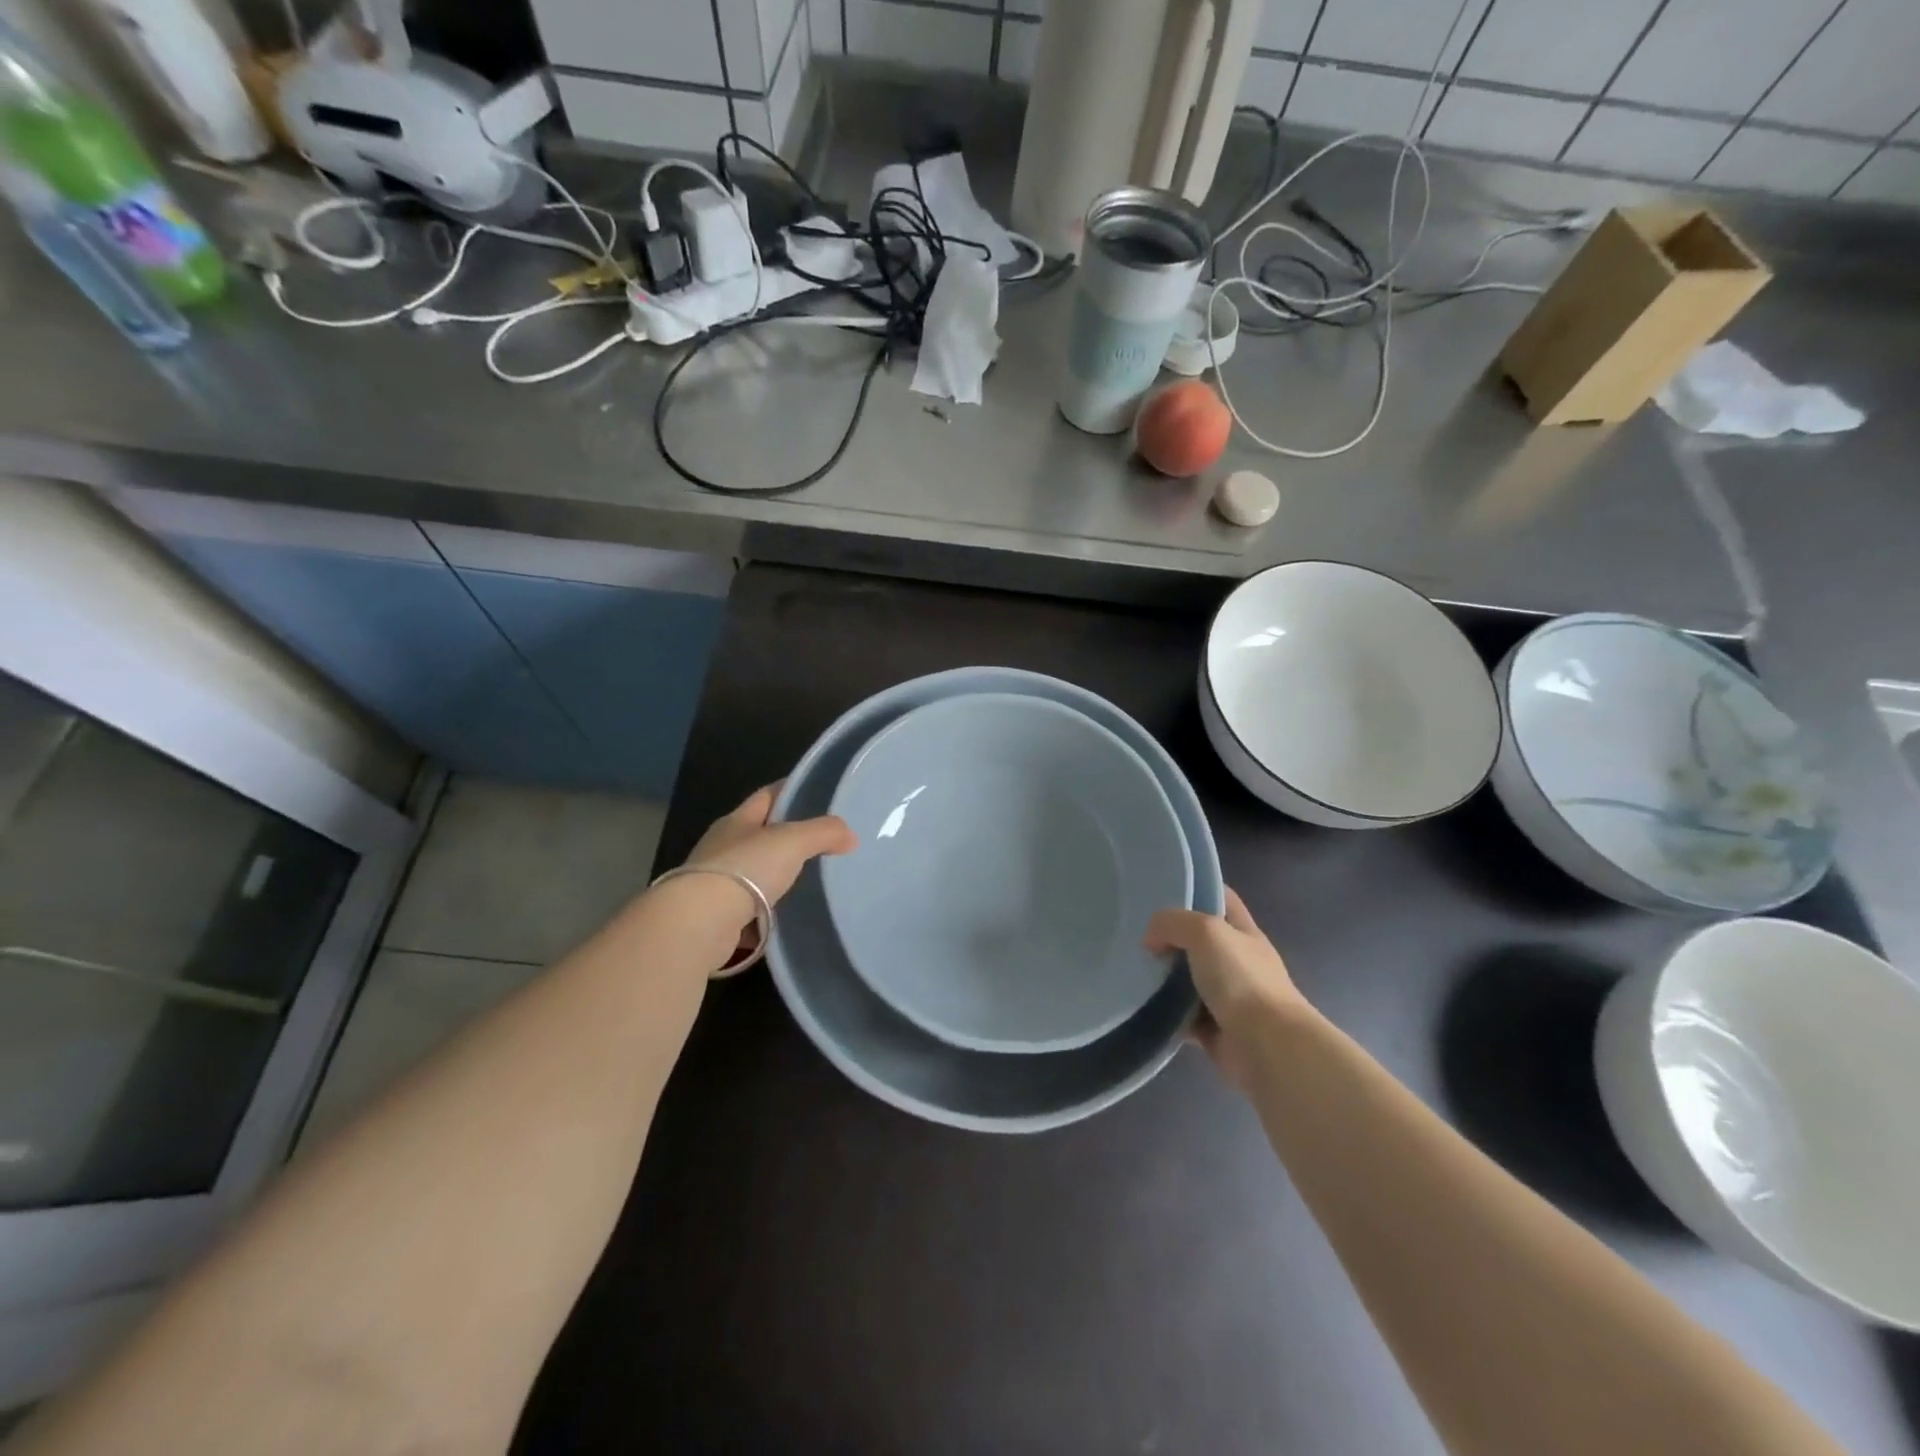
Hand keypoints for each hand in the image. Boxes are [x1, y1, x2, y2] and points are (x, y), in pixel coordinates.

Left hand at [671, 784, 857, 950]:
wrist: (701, 923)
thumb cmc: (746, 869)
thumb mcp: (792, 841)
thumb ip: (823, 832)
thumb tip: (850, 836)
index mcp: (736, 821)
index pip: (766, 796)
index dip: (790, 790)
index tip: (816, 793)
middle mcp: (722, 847)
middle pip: (759, 834)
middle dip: (786, 836)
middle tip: (821, 841)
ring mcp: (716, 883)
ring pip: (754, 872)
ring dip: (775, 874)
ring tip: (809, 879)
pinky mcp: (717, 916)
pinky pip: (750, 907)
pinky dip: (767, 909)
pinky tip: (787, 914)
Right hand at [1145, 889, 1312, 1091]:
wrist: (1267, 1047)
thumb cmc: (1242, 980)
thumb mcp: (1206, 932)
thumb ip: (1173, 923)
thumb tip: (1151, 940)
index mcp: (1243, 932)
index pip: (1220, 898)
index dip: (1196, 888)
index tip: (1161, 886)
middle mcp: (1237, 961)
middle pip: (1198, 939)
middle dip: (1169, 935)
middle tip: (1134, 930)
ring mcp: (1227, 997)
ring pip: (1187, 978)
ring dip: (1163, 976)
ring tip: (1129, 966)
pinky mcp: (1214, 1029)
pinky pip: (1182, 1015)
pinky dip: (1164, 1012)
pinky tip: (1140, 1004)